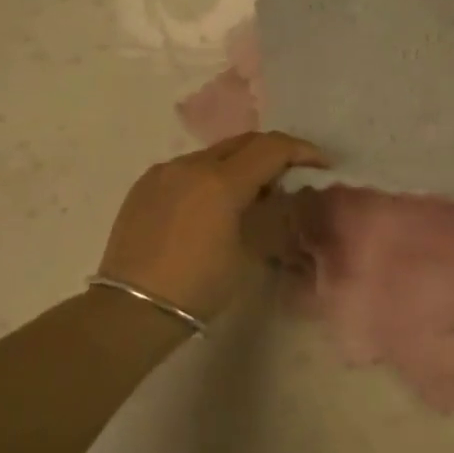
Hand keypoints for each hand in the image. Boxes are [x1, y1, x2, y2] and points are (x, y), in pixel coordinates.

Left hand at [97, 132, 328, 320]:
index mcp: (220, 181)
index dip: (302, 152)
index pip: (272, 148)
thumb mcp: (248, 252)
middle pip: (243, 142)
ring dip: (240, 164)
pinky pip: (187, 169)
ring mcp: (163, 172)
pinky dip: (210, 176)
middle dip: (273, 153)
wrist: (133, 309)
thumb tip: (285, 194)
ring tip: (252, 193)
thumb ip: (272, 214)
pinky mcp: (144, 185)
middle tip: (292, 175)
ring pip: (214, 154)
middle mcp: (190, 165)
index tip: (320, 165)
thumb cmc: (200, 286)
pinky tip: (213, 204)